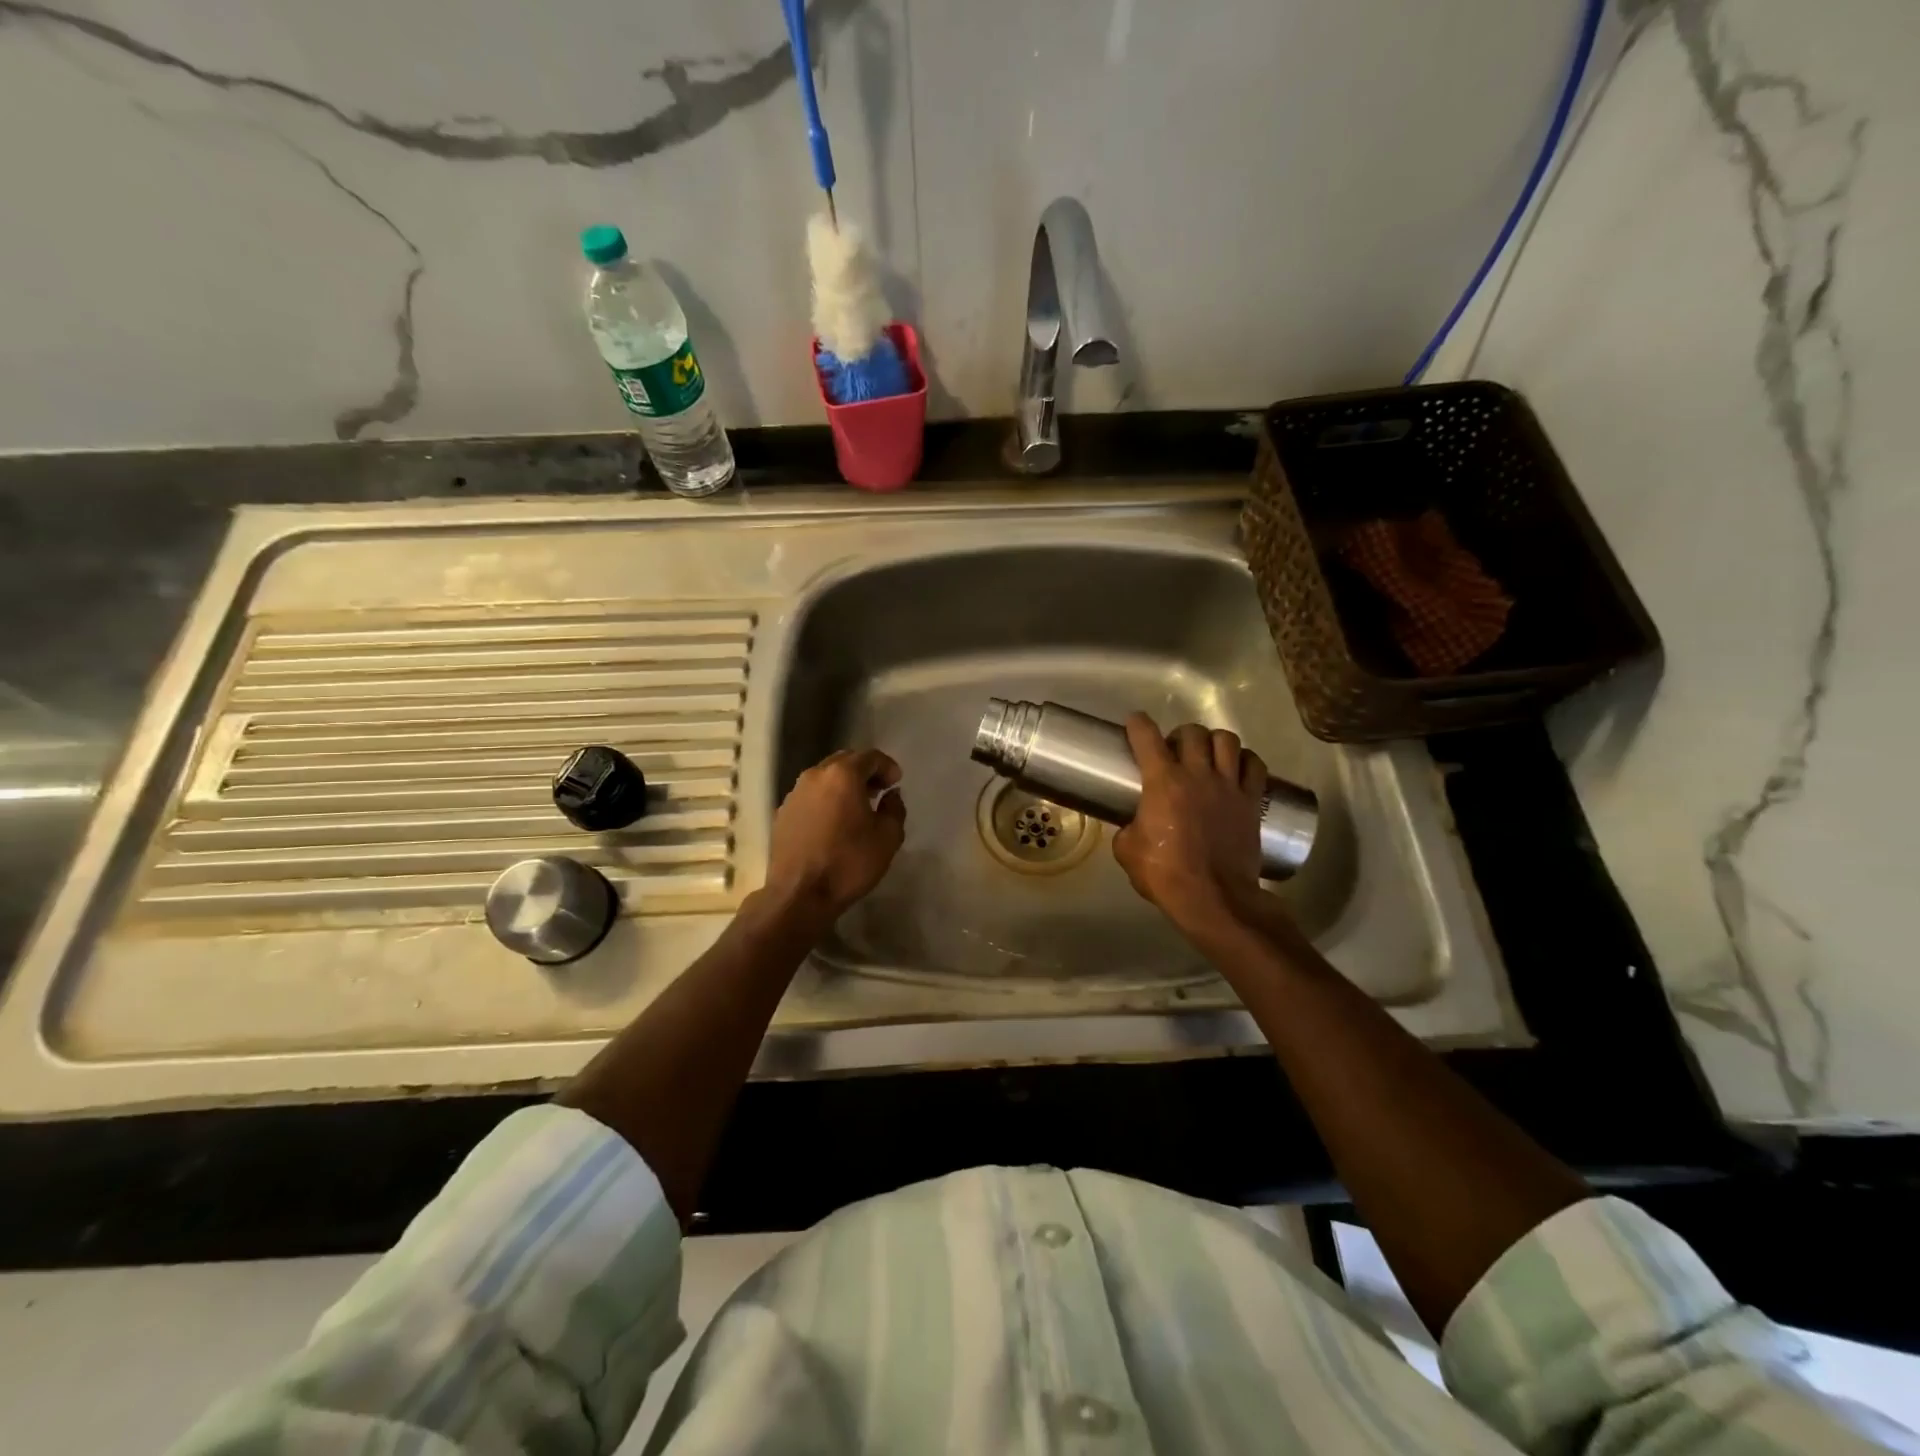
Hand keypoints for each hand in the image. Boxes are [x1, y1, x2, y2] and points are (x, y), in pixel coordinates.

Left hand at [764, 748, 905, 922]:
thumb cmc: (849, 863)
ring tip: (856, 807)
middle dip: (864, 772)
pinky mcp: (782, 814)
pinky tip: (833, 823)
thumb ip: (895, 809)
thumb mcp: (888, 838)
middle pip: (844, 761)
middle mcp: (814, 776)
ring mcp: (794, 794)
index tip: (896, 783)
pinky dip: (825, 800)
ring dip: (842, 785)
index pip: (870, 756)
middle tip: (878, 791)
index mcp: (842, 775)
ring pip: (824, 778)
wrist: (800, 895)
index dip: (887, 766)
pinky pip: (809, 796)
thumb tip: (891, 795)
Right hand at [1113, 714, 1267, 937]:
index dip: (1138, 724)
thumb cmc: (1166, 874)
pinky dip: (1245, 760)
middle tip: (1174, 750)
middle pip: (1192, 732)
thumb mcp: (1128, 851)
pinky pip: (1254, 765)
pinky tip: (1237, 768)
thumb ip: (1128, 828)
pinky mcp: (1252, 801)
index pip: (1147, 737)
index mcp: (1163, 782)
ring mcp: (1229, 786)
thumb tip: (1134, 824)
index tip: (1135, 722)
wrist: (1214, 898)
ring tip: (1207, 754)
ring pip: (1227, 740)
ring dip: (1213, 741)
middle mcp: (1198, 774)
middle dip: (1179, 734)